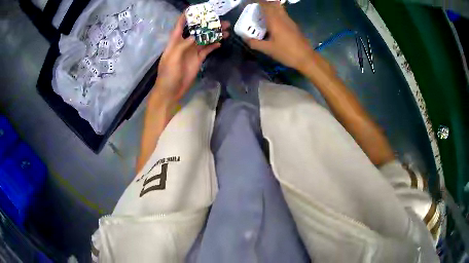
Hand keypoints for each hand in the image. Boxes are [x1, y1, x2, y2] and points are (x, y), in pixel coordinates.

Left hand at [153, 14, 229, 103]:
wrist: (171, 91)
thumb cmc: (167, 74)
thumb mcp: (172, 58)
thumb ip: (183, 45)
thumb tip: (196, 34)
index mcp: (175, 41)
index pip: (180, 25)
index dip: (186, 16)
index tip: (195, 8)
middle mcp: (185, 43)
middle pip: (198, 30)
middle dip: (208, 24)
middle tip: (221, 20)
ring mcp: (192, 51)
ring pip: (205, 39)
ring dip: (214, 34)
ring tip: (226, 29)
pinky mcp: (198, 59)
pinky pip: (207, 49)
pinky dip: (214, 45)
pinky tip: (221, 41)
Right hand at [243, 0, 314, 72]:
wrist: (306, 58)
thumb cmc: (287, 53)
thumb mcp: (268, 50)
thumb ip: (255, 43)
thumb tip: (245, 39)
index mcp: (275, 21)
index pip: (266, 6)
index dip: (258, 2)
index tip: (251, 2)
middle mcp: (283, 18)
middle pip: (274, 4)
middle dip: (265, 3)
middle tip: (257, 8)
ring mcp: (290, 21)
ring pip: (280, 9)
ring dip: (271, 8)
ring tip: (263, 14)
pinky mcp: (294, 26)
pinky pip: (283, 15)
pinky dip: (276, 14)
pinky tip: (273, 23)